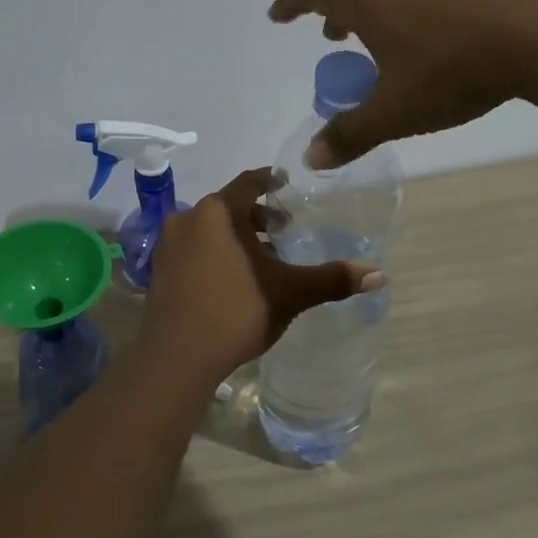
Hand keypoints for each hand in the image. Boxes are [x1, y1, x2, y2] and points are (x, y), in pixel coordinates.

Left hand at [141, 169, 384, 381]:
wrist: (176, 356)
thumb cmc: (235, 311)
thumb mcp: (289, 293)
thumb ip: (331, 279)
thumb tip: (379, 274)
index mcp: (218, 211)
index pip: (249, 182)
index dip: (270, 181)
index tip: (287, 185)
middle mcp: (188, 219)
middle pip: (229, 206)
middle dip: (257, 217)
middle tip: (283, 231)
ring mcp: (168, 246)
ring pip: (209, 229)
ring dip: (236, 237)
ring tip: (262, 259)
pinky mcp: (158, 272)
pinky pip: (192, 250)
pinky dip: (214, 253)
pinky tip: (232, 280)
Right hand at [269, 0, 537, 166]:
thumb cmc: (452, 71)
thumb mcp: (395, 112)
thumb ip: (350, 134)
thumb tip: (310, 158)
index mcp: (367, 2)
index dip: (291, 3)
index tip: (278, 17)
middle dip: (333, 10)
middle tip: (333, 38)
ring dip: (371, 10)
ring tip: (380, 43)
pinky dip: (405, 10)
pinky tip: (428, 41)